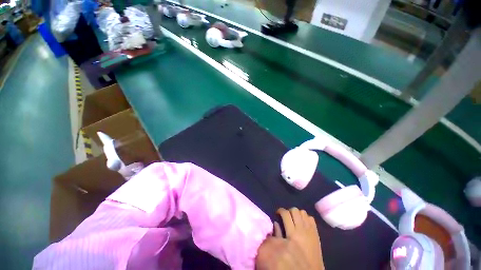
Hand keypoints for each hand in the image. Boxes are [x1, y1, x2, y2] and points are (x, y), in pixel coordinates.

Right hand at [256, 208, 323, 269]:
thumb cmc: (294, 261)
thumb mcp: (282, 248)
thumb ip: (278, 234)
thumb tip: (275, 222)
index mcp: (293, 233)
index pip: (285, 213)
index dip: (280, 211)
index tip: (277, 214)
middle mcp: (302, 229)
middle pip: (295, 210)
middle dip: (289, 211)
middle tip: (286, 217)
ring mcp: (311, 230)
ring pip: (303, 212)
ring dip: (297, 214)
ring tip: (294, 220)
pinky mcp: (317, 233)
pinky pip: (311, 218)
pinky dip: (306, 218)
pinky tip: (303, 224)